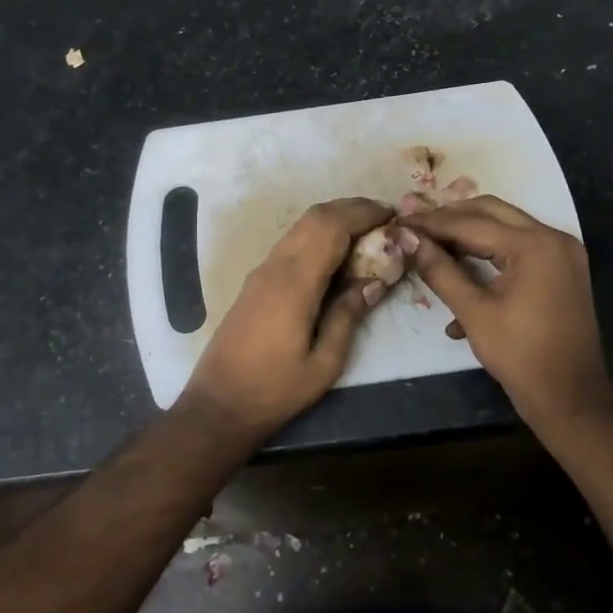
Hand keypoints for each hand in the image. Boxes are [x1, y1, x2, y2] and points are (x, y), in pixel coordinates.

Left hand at [180, 198, 397, 435]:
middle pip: (315, 217)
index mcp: (295, 283)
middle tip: (384, 219)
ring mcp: (262, 271)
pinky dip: (318, 234)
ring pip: (300, 226)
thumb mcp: (324, 362)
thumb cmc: (275, 389)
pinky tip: (336, 253)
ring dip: (334, 218)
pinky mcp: (256, 281)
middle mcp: (276, 266)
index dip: (363, 214)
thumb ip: (349, 315)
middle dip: (351, 209)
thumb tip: (376, 281)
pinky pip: (291, 242)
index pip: (332, 227)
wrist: (219, 403)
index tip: (393, 216)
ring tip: (367, 231)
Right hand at [397, 196, 612, 431]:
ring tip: (433, 247)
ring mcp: (562, 252)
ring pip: (505, 227)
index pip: (471, 222)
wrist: (571, 398)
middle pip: (491, 212)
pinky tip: (463, 280)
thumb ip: (439, 270)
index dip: (431, 222)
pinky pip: (519, 249)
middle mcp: (552, 238)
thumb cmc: (520, 356)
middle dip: (451, 219)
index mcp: (533, 245)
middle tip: (417, 228)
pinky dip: (491, 256)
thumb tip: (409, 240)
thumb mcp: (473, 312)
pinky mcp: (562, 269)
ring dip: (469, 235)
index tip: (400, 222)